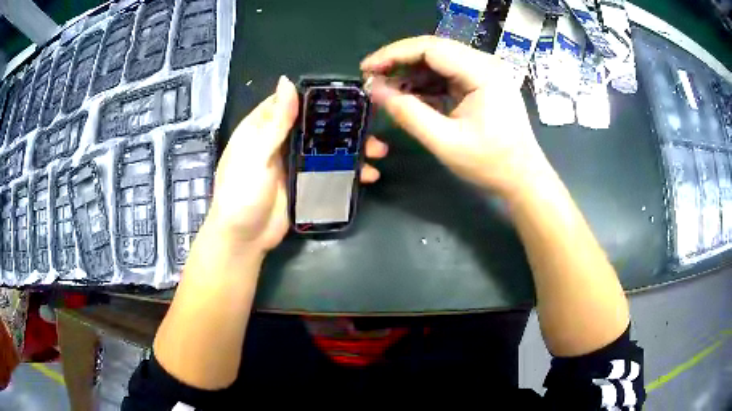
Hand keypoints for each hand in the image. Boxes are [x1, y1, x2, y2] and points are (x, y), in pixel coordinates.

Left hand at [207, 76, 388, 253]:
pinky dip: (348, 171)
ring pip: (326, 147)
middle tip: (372, 126)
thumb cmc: (241, 193)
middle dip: (344, 125)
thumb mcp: (255, 155)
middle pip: (316, 125)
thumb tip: (287, 81)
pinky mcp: (304, 183)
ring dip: (352, 148)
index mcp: (263, 128)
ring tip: (379, 153)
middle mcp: (279, 141)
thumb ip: (274, 123)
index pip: (291, 102)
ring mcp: (294, 163)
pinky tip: (368, 175)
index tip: (348, 94)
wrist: (243, 239)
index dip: (317, 96)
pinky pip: (330, 171)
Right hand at [361, 36, 551, 198]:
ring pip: (439, 60)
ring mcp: (485, 72)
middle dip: (399, 61)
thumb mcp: (445, 142)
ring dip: (411, 72)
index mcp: (482, 72)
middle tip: (372, 76)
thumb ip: (408, 113)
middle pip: (433, 49)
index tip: (366, 68)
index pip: (430, 48)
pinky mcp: (482, 83)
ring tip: (386, 88)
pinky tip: (409, 94)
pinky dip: (425, 83)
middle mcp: (485, 64)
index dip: (393, 54)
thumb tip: (375, 90)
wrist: (523, 178)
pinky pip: (447, 74)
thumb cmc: (491, 164)